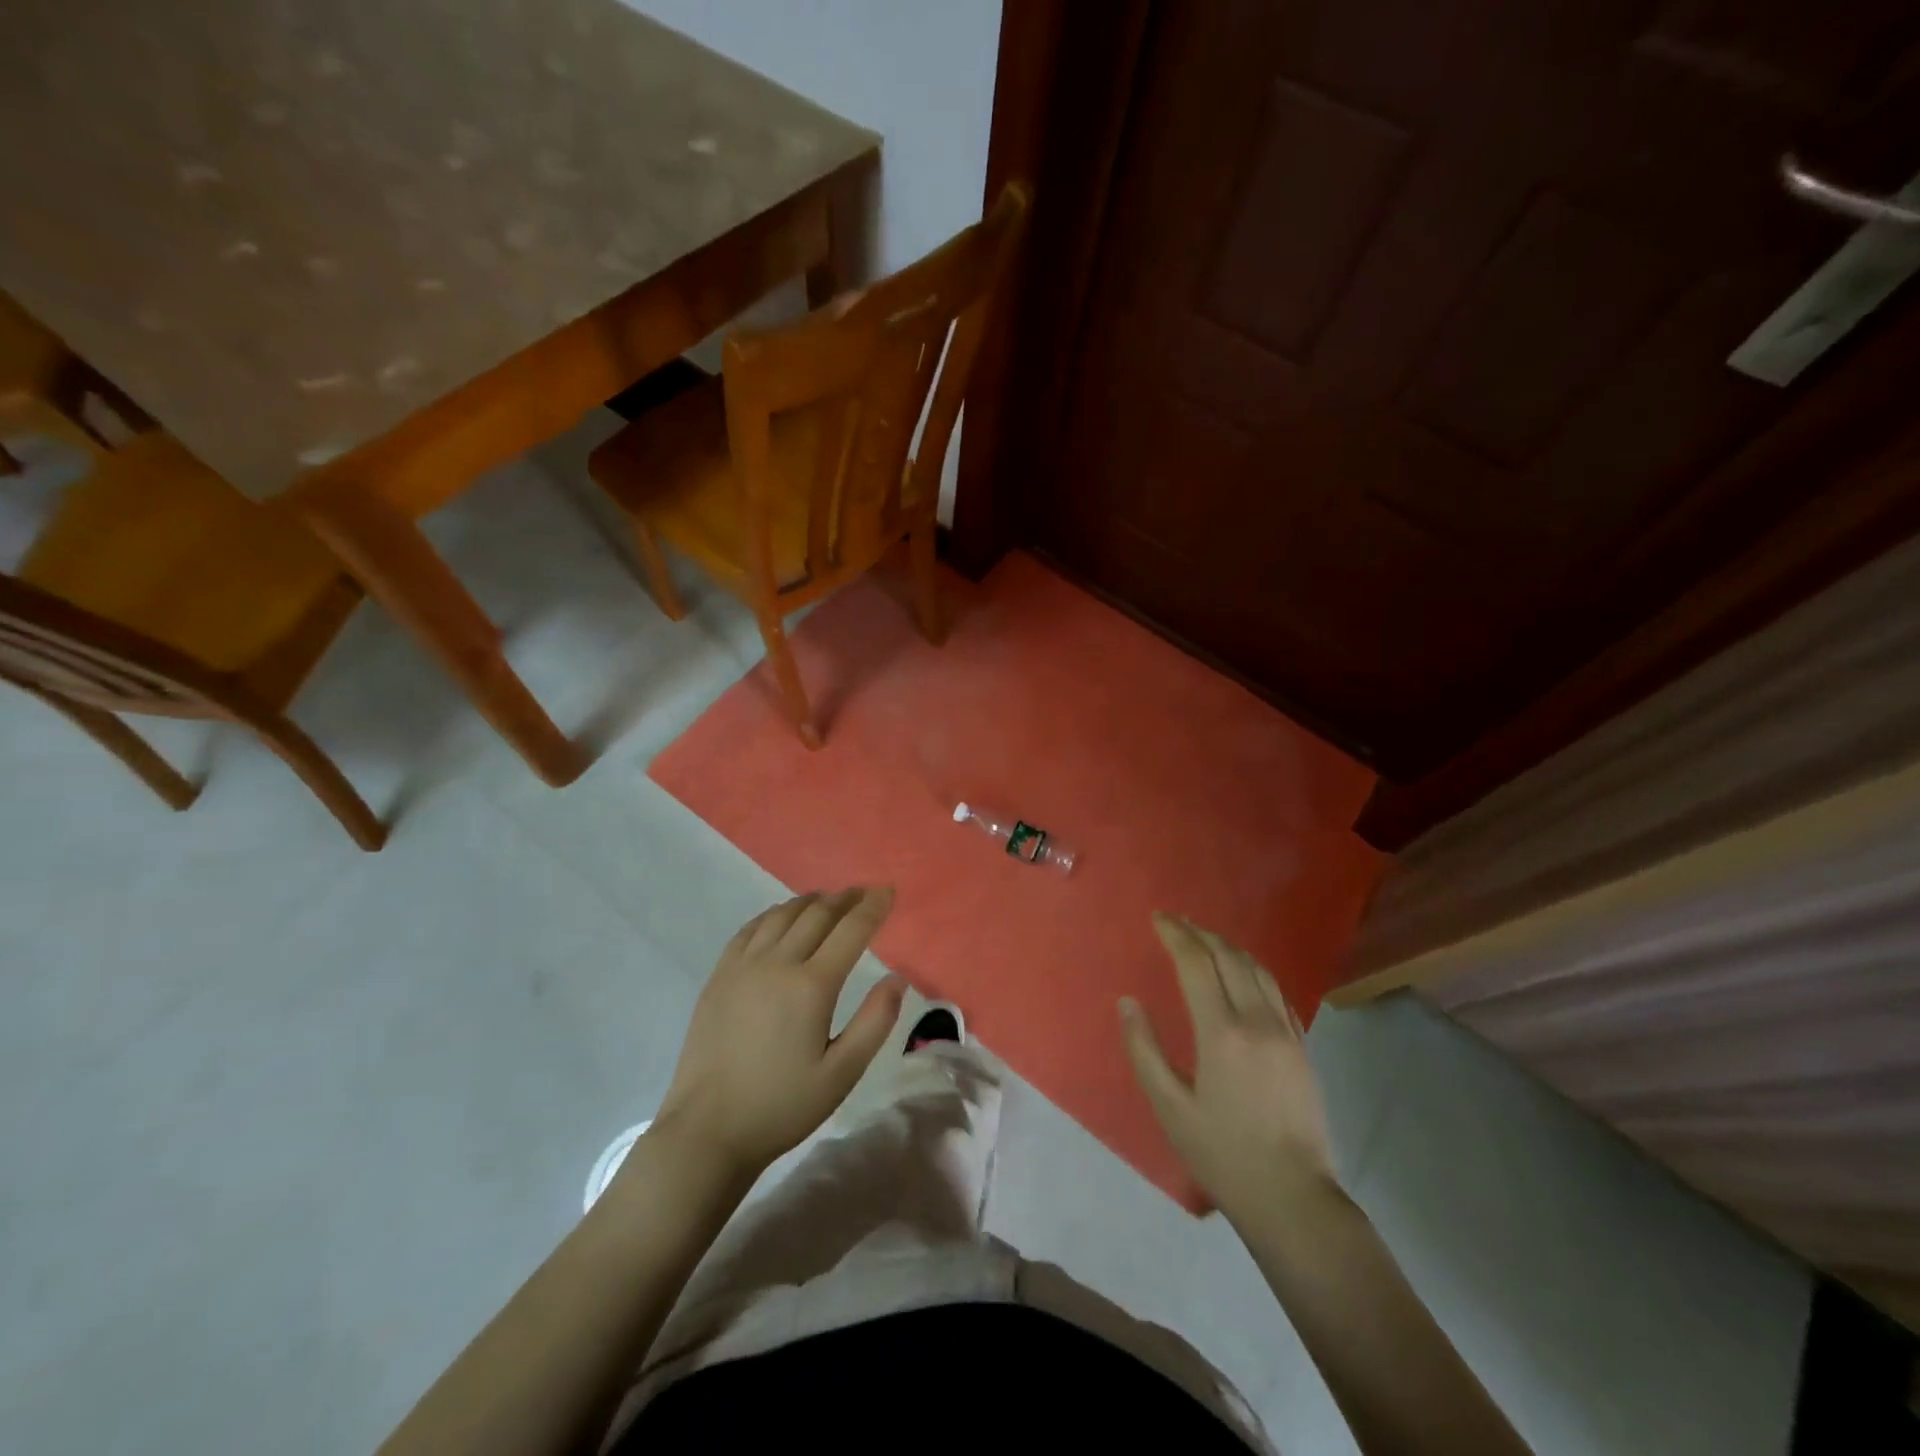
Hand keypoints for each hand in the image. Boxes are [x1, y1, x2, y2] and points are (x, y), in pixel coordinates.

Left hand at [653, 888, 905, 1183]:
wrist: (707, 1130)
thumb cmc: (781, 1106)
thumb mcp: (842, 1074)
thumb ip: (875, 1023)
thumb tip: (897, 979)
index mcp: (812, 986)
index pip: (851, 930)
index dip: (873, 907)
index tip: (888, 891)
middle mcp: (777, 963)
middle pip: (817, 913)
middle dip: (845, 898)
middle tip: (864, 892)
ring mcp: (743, 966)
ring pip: (782, 914)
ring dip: (811, 901)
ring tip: (829, 900)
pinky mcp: (720, 975)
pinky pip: (751, 928)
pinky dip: (774, 914)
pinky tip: (782, 917)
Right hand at [1121, 913, 1337, 1221]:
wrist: (1294, 1197)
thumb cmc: (1222, 1154)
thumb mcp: (1170, 1107)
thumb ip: (1145, 1050)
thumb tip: (1128, 1003)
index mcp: (1221, 1033)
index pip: (1196, 964)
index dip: (1176, 935)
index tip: (1158, 918)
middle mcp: (1257, 1021)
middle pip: (1229, 958)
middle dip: (1200, 933)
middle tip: (1177, 921)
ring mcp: (1286, 1032)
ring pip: (1258, 970)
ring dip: (1229, 947)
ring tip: (1206, 939)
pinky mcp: (1302, 1047)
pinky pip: (1277, 992)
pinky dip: (1254, 971)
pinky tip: (1243, 974)